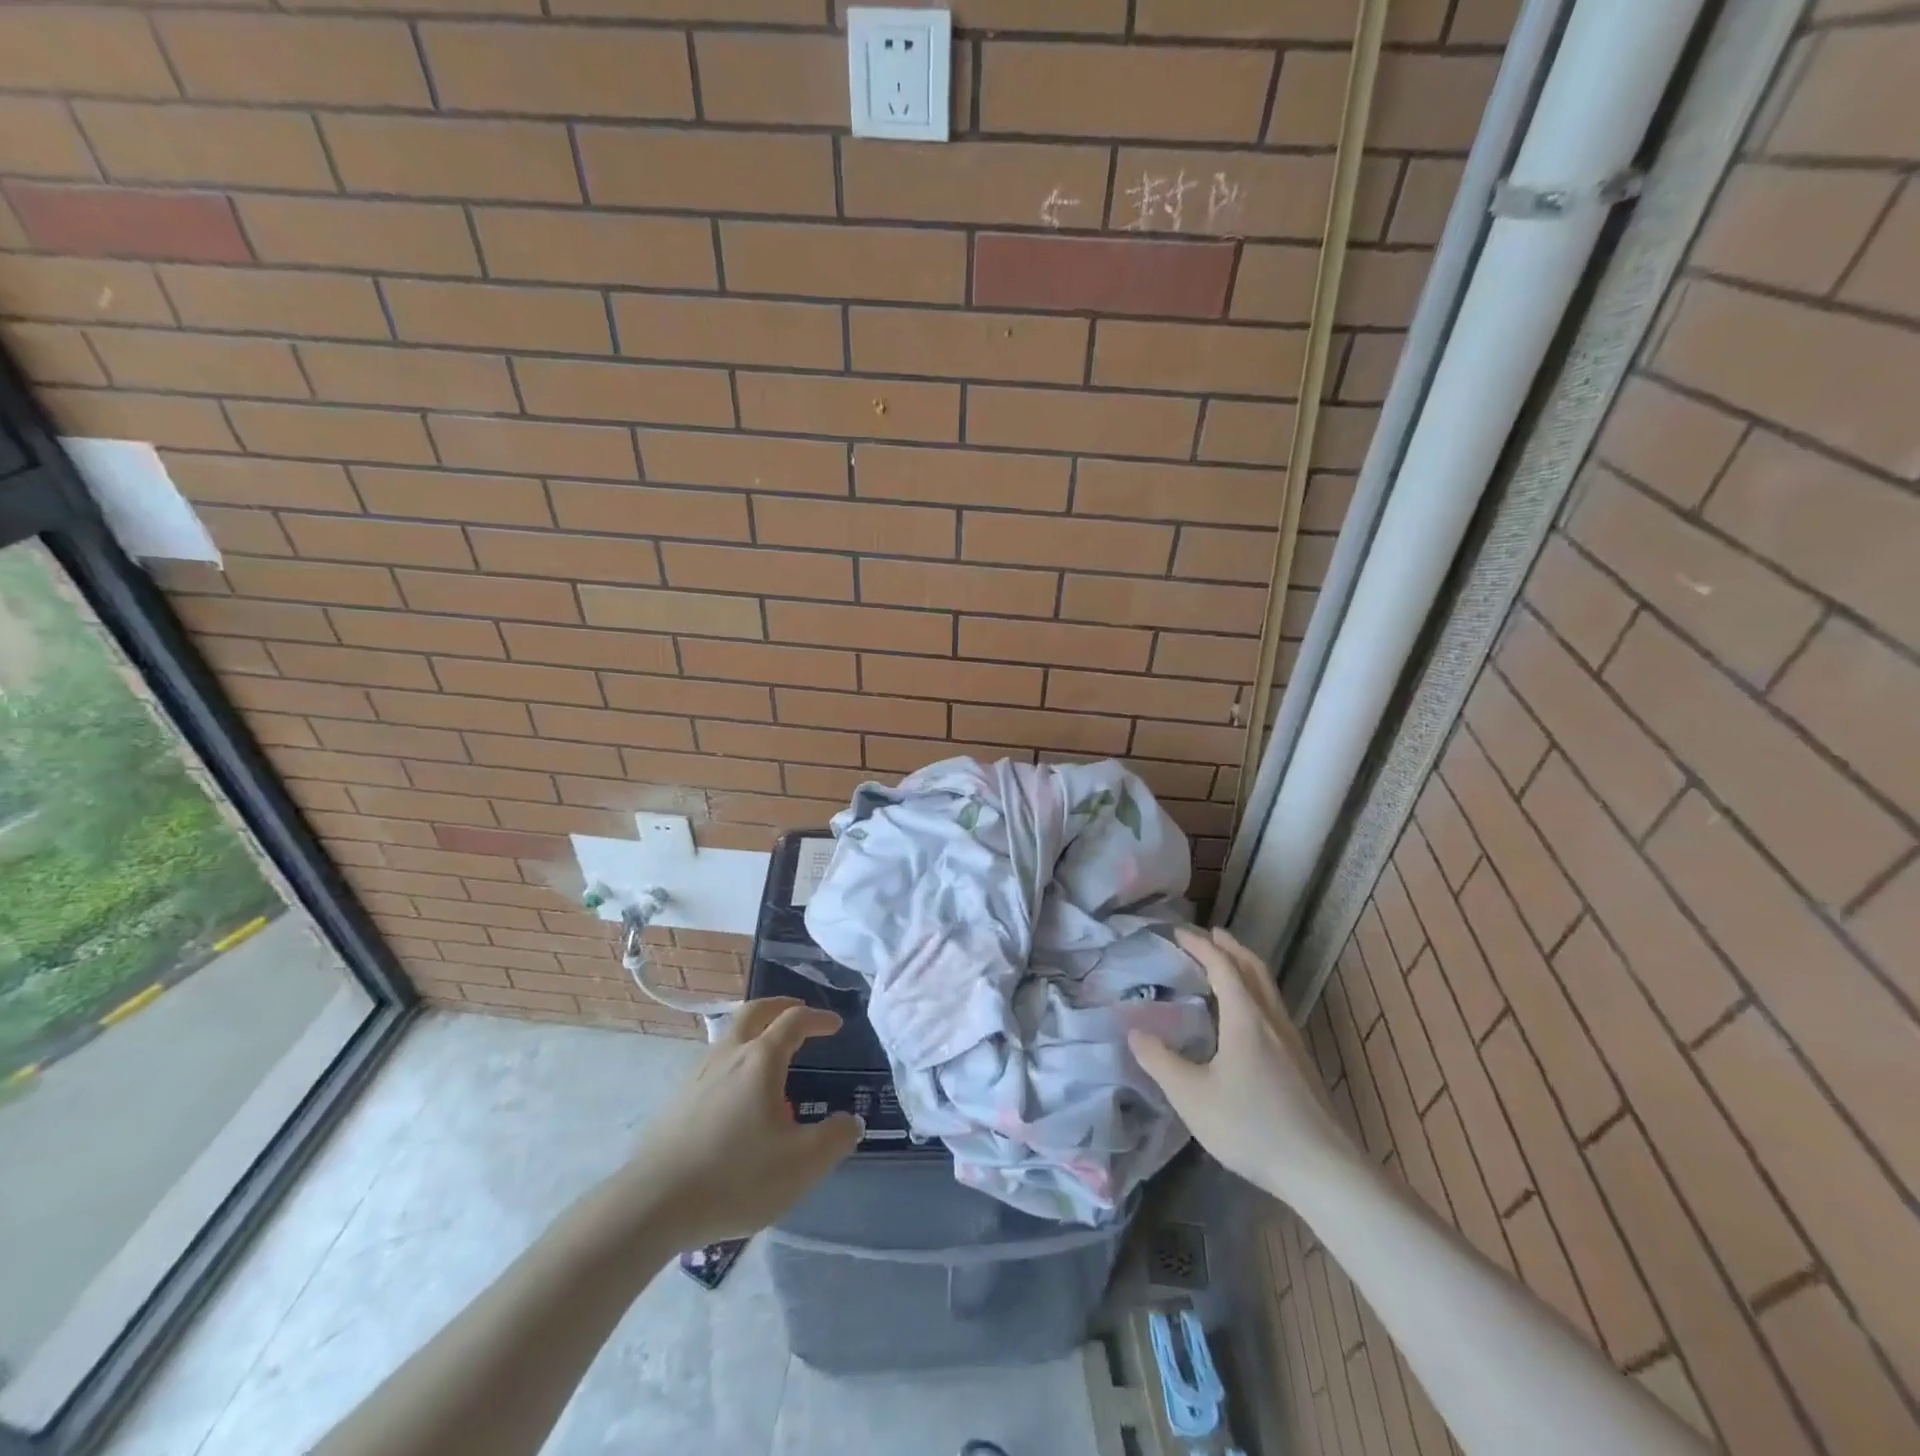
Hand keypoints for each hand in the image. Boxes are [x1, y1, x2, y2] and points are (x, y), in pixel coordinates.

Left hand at [614, 998, 861, 1245]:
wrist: (652, 1206)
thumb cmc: (735, 1177)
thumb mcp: (800, 1165)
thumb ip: (834, 1138)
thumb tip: (851, 1121)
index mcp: (760, 1060)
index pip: (794, 1021)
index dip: (818, 1018)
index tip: (836, 1025)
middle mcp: (728, 1055)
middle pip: (755, 1011)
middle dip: (780, 1005)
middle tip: (799, 1011)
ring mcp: (698, 1075)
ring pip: (730, 1036)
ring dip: (755, 1032)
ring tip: (771, 1056)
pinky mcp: (678, 1101)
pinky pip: (715, 1064)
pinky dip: (735, 1061)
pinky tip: (739, 1096)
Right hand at [1129, 927, 1358, 1204]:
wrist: (1322, 1170)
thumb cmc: (1251, 1127)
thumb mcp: (1192, 1096)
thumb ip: (1160, 1061)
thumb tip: (1135, 1031)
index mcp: (1245, 1017)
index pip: (1222, 966)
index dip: (1200, 945)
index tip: (1178, 932)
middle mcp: (1271, 1020)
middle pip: (1253, 969)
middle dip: (1230, 947)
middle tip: (1209, 935)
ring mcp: (1291, 1042)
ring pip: (1268, 989)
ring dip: (1245, 969)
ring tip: (1226, 966)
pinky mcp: (1301, 1064)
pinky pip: (1273, 1009)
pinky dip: (1255, 993)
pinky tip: (1246, 1017)